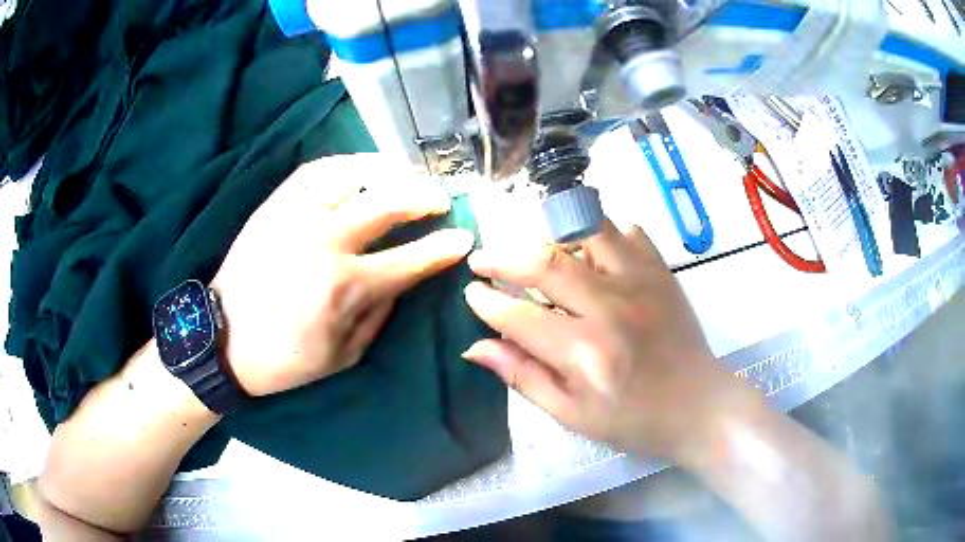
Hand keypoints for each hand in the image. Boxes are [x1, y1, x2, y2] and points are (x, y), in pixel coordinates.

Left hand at [211, 155, 473, 395]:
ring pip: (356, 174)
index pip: (411, 259)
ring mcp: (297, 214)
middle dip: (427, 196)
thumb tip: (404, 278)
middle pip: (390, 201)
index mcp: (345, 286)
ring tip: (408, 176)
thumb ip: (380, 313)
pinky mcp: (276, 204)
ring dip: (392, 172)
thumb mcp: (344, 354)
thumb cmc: (285, 357)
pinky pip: (318, 170)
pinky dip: (348, 163)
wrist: (224, 338)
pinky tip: (363, 168)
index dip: (445, 247)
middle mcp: (325, 240)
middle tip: (442, 199)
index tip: (464, 237)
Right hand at [462, 220, 751, 462]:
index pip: (518, 315)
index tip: (471, 293)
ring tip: (537, 251)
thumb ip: (523, 376)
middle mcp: (610, 307)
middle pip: (545, 262)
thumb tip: (475, 346)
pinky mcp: (661, 271)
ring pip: (586, 231)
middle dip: (502, 257)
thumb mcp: (571, 413)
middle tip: (483, 260)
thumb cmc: (632, 419)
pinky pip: (626, 232)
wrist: (697, 406)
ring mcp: (640, 282)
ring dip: (552, 235)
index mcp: (585, 352)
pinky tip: (591, 252)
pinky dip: (601, 233)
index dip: (487, 302)